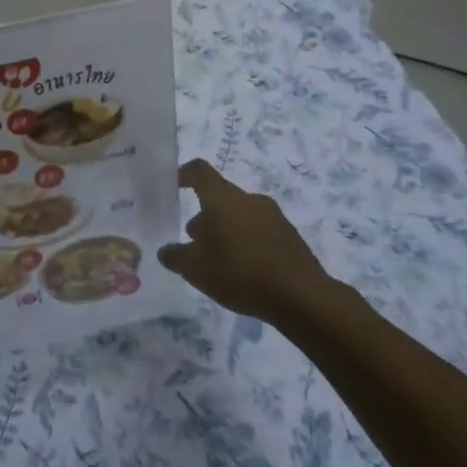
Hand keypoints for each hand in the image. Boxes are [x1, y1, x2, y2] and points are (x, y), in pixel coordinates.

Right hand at [157, 160, 331, 325]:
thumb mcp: (195, 270)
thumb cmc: (240, 274)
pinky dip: (245, 240)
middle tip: (193, 240)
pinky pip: (258, 229)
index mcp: (222, 199)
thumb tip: (165, 250)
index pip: (199, 171)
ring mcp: (272, 215)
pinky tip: (243, 269)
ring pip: (239, 213)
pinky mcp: (289, 234)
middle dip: (204, 214)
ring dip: (225, 229)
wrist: (301, 296)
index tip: (173, 186)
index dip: (184, 174)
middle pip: (220, 196)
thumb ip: (175, 257)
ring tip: (218, 259)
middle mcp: (248, 199)